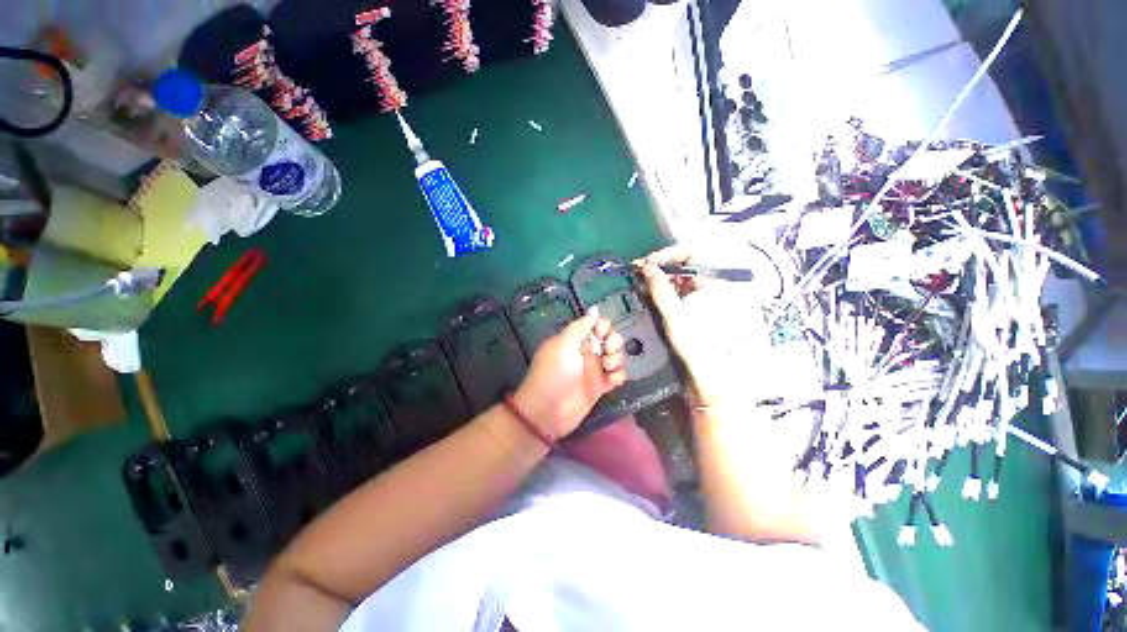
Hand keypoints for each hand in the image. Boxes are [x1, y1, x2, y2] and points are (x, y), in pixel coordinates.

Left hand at [512, 307, 626, 438]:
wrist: (547, 410)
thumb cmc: (553, 373)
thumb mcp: (563, 344)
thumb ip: (581, 326)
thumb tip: (594, 308)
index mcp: (576, 339)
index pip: (597, 325)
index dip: (603, 326)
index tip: (601, 333)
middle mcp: (587, 352)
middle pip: (610, 339)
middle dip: (614, 342)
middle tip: (607, 351)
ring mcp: (594, 369)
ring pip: (616, 356)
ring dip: (617, 358)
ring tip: (607, 367)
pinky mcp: (600, 387)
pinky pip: (617, 376)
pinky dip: (618, 375)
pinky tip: (611, 380)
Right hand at [638, 245, 766, 407]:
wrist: (708, 371)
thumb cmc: (695, 342)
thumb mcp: (674, 313)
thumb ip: (659, 287)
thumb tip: (646, 266)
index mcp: (715, 281)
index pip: (693, 252)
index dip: (668, 254)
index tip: (648, 262)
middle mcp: (713, 283)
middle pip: (686, 263)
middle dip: (662, 265)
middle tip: (640, 270)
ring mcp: (707, 294)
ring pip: (682, 276)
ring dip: (662, 276)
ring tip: (643, 280)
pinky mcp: (699, 304)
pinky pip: (682, 288)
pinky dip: (667, 287)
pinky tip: (652, 291)